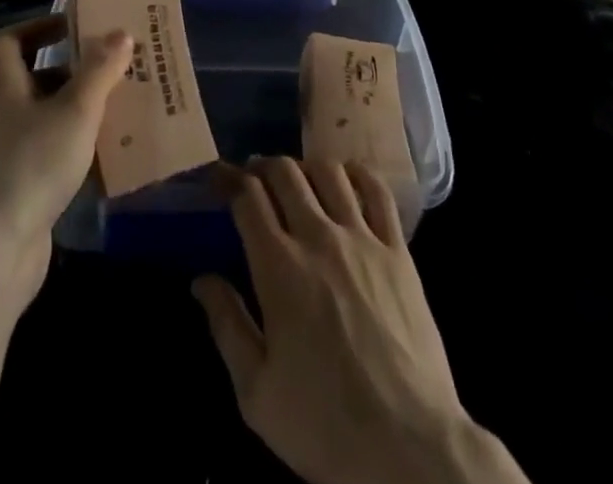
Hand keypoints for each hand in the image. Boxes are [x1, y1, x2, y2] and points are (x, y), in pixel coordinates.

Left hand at [0, 14, 129, 296]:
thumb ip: (100, 70)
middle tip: (109, 67)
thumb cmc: (31, 163)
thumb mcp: (76, 110)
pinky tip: (99, 155)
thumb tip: (121, 33)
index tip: (76, 28)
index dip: (41, 27)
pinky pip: (41, 150)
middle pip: (29, 76)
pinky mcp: (8, 185)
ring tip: (114, 108)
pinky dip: (67, 145)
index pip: (10, 38)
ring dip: (72, 109)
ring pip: (39, 116)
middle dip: (69, 70)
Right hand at [195, 159, 523, 483]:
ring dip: (304, 167)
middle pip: (284, 173)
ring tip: (297, 181)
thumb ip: (227, 326)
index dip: (227, 178)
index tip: (216, 177)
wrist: (410, 447)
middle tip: (253, 179)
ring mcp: (362, 238)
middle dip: (261, 166)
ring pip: (328, 172)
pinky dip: (357, 174)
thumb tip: (202, 279)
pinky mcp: (398, 250)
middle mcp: (318, 237)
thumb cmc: (325, 425)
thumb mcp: (257, 393)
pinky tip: (347, 179)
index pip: (247, 197)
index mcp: (278, 267)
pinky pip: (378, 192)